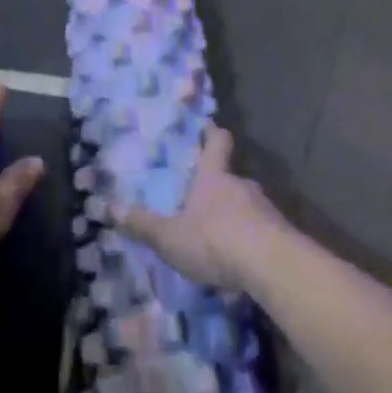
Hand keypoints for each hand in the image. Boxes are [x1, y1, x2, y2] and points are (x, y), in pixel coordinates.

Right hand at [117, 126, 293, 294]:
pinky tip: (240, 259)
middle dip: (217, 187)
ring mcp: (266, 209)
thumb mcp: (169, 237)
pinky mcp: (282, 235)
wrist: (273, 266)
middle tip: (201, 199)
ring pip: (247, 205)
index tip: (210, 126)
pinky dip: (250, 240)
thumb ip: (142, 225)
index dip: (212, 134)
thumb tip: (109, 208)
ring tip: (219, 236)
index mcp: (214, 178)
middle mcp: (242, 186)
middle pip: (230, 178)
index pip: (216, 143)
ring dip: (235, 216)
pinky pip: (261, 231)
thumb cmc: (214, 240)